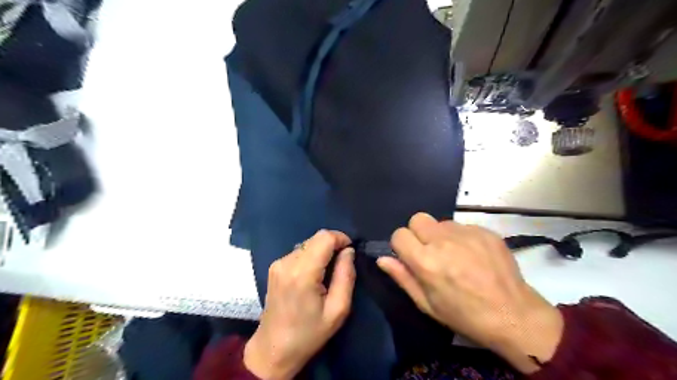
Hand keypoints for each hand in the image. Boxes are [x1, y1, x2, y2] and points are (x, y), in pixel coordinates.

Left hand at [245, 229, 359, 378]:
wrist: (273, 349)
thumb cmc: (309, 333)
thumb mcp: (338, 309)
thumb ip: (346, 275)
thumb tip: (348, 251)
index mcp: (302, 273)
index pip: (324, 237)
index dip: (341, 238)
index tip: (350, 252)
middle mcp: (287, 262)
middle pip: (316, 238)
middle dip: (332, 245)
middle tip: (341, 265)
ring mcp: (278, 263)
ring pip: (308, 244)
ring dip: (321, 252)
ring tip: (327, 274)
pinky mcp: (274, 267)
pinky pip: (299, 252)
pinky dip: (311, 257)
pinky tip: (313, 276)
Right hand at [379, 214, 563, 373]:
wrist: (513, 315)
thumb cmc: (464, 315)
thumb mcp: (427, 304)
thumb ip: (402, 277)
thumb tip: (382, 259)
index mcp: (425, 261)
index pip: (399, 234)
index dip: (401, 245)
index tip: (410, 257)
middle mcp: (443, 241)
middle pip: (417, 219)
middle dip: (418, 233)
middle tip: (430, 252)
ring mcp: (466, 233)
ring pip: (440, 222)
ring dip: (441, 235)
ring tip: (455, 255)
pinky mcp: (485, 230)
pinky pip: (462, 226)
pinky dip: (461, 237)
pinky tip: (473, 255)